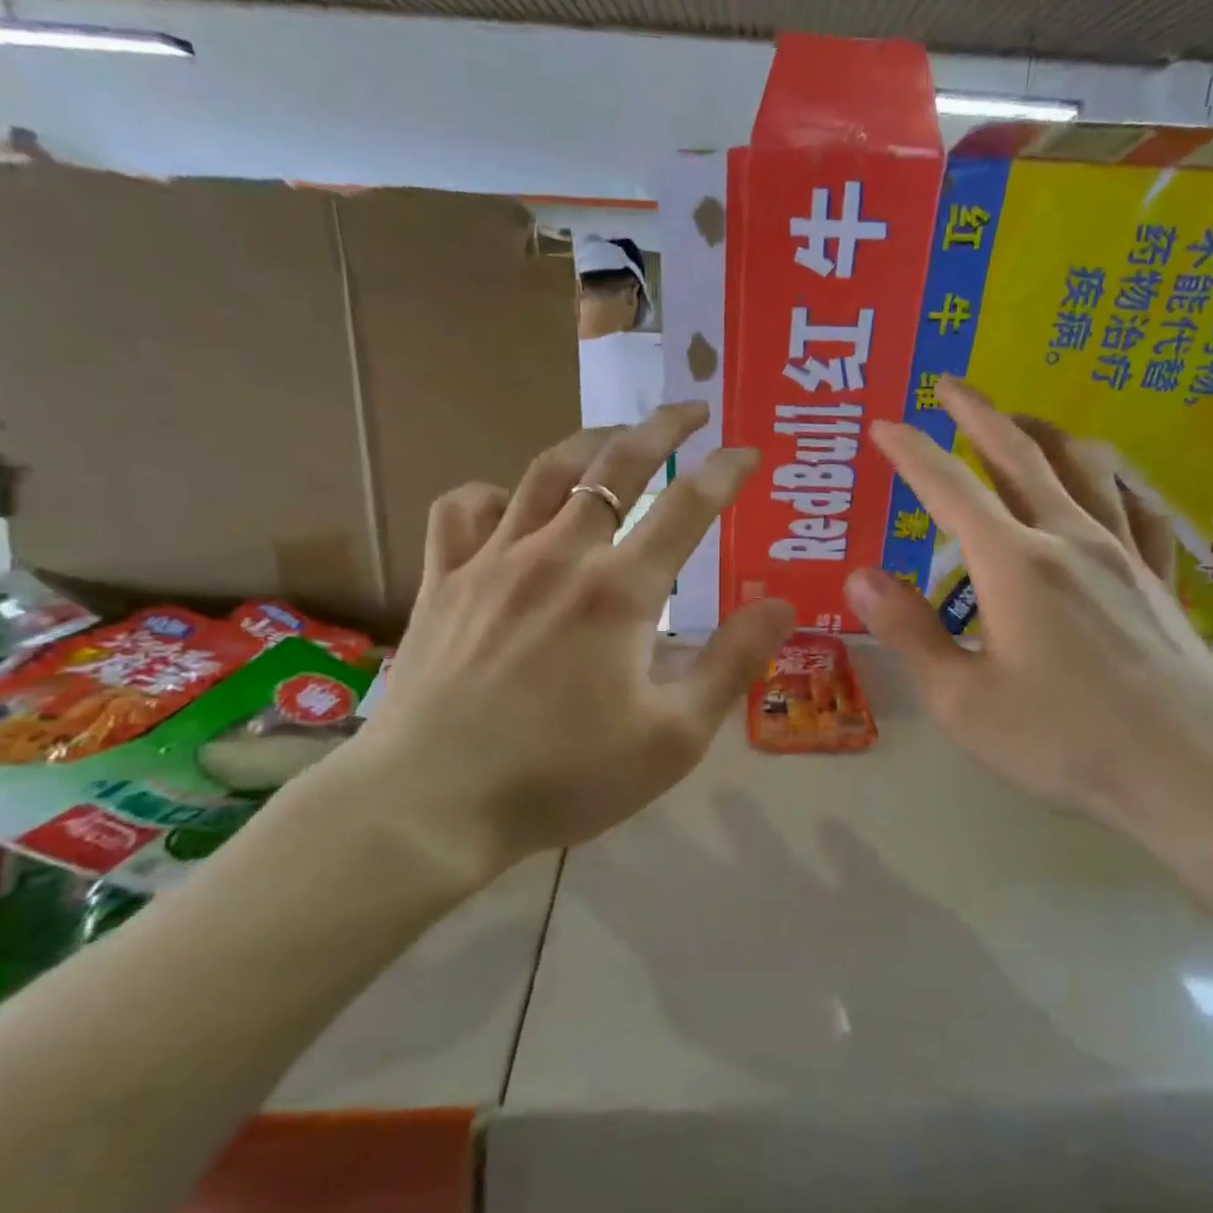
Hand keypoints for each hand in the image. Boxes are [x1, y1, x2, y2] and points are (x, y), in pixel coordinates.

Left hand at [336, 404, 795, 891]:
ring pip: (544, 473)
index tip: (751, 451)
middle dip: (660, 427)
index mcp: (619, 590)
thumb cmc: (563, 777)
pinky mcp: (443, 581)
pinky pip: (462, 511)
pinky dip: (492, 493)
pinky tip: (508, 504)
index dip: (727, 471)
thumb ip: (732, 664)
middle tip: (690, 409)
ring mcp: (492, 561)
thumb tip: (782, 604)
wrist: (431, 804)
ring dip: (588, 443)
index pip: (688, 505)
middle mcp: (558, 555)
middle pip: (615, 466)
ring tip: (615, 436)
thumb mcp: (673, 737)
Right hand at [846, 377, 1212, 850]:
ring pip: (1084, 468)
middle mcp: (1070, 539)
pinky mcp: (1160, 579)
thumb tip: (860, 576)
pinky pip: (1139, 508)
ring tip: (1021, 420)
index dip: (911, 451)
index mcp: (1015, 564)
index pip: (950, 488)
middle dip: (979, 414)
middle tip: (949, 386)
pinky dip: (1114, 482)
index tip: (883, 423)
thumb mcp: (963, 700)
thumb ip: (910, 632)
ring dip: (1044, 433)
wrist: (1191, 774)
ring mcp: (1125, 554)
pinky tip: (1109, 483)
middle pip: (1020, 455)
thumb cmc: (1065, 742)